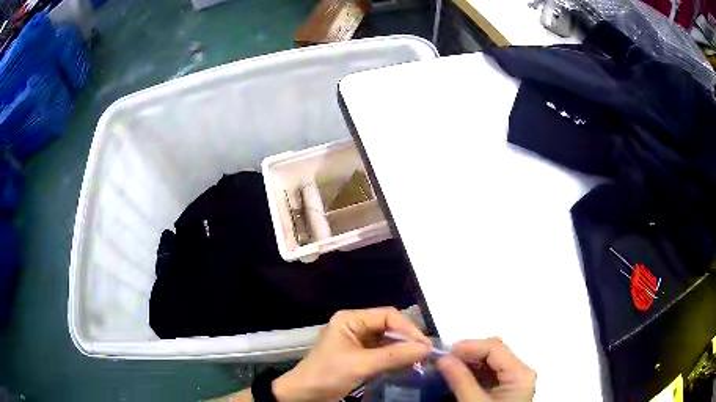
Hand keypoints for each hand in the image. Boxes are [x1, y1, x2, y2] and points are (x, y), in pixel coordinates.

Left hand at [272, 307, 430, 401]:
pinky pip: (383, 352)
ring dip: (403, 349)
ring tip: (420, 359)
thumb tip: (426, 348)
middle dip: (407, 339)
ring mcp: (357, 341)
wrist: (304, 394)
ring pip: (387, 340)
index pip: (387, 316)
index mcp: (350, 319)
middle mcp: (355, 326)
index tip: (424, 345)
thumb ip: (393, 356)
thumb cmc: (327, 374)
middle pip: (389, 327)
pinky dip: (395, 358)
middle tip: (426, 353)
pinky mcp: (360, 355)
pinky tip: (407, 364)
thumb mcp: (360, 365)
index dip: (408, 328)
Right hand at [437, 338, 535, 401]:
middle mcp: (521, 372)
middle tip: (443, 360)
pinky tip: (458, 376)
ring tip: (447, 367)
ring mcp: (514, 380)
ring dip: (468, 362)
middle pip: (494, 351)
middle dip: (468, 353)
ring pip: (491, 361)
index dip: (469, 346)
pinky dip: (473, 372)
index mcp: (520, 374)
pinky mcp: (506, 388)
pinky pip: (490, 373)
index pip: (495, 347)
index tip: (443, 353)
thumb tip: (442, 357)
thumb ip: (460, 380)